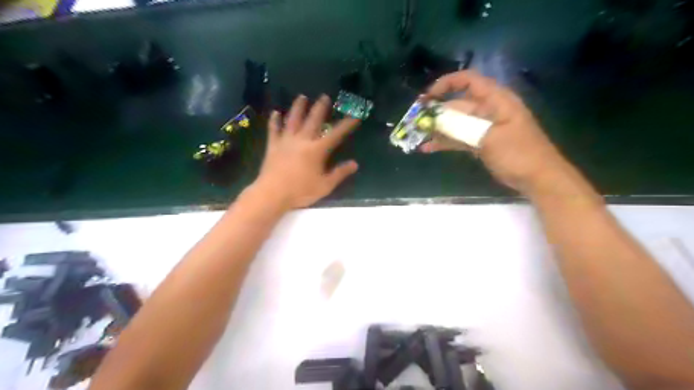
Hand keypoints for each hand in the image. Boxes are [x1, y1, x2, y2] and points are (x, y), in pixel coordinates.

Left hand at [254, 95, 363, 210]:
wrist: (272, 194)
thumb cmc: (300, 191)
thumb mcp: (325, 186)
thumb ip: (339, 173)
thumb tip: (354, 164)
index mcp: (317, 150)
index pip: (335, 134)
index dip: (346, 124)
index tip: (354, 115)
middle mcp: (302, 140)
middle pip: (313, 120)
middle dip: (320, 108)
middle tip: (324, 96)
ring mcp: (286, 141)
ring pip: (293, 120)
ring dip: (298, 108)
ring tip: (302, 96)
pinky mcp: (273, 146)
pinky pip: (274, 130)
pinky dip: (274, 121)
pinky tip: (275, 113)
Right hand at [420, 70, 558, 190]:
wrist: (537, 178)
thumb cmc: (519, 153)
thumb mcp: (490, 138)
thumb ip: (462, 128)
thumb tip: (436, 121)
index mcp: (496, 100)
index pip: (469, 81)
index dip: (447, 84)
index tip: (428, 97)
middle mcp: (487, 110)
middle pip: (458, 104)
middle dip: (437, 112)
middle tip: (416, 122)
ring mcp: (483, 127)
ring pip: (456, 123)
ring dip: (438, 129)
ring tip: (418, 136)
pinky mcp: (480, 143)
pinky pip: (459, 138)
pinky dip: (445, 142)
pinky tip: (428, 148)